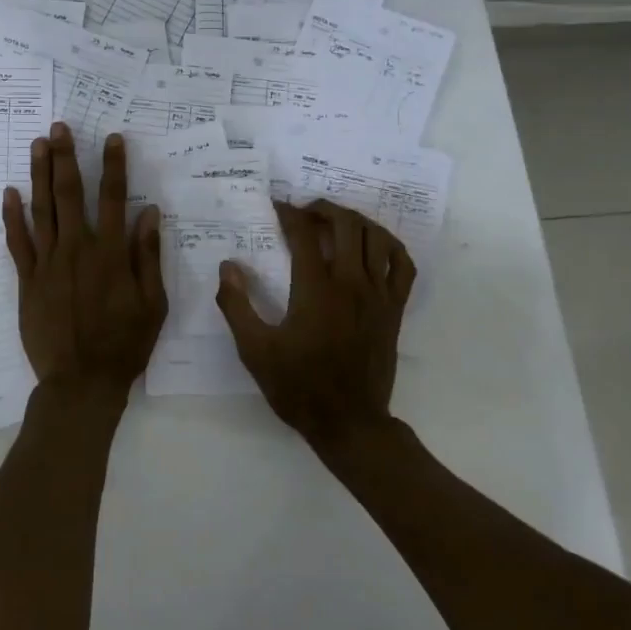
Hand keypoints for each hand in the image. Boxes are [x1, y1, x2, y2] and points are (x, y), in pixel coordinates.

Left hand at [3, 123, 166, 404]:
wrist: (82, 381)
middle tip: (59, 127)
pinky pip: (17, 242)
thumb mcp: (152, 303)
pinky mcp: (28, 280)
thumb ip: (148, 255)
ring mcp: (48, 263)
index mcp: (111, 253)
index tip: (112, 138)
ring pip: (42, 210)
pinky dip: (13, 216)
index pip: (114, 198)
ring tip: (37, 145)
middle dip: (66, 157)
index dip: (114, 166)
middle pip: (70, 194)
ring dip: (39, 175)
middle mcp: (78, 249)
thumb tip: (149, 212)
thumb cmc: (124, 343)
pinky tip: (10, 193)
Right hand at [214, 199, 416, 454]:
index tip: (276, 206)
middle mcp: (351, 284)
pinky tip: (374, 247)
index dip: (289, 213)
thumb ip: (237, 305)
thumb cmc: (297, 386)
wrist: (349, 423)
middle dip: (323, 209)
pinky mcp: (395, 309)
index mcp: (315, 290)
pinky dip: (390, 247)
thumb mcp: (255, 350)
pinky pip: (403, 265)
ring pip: (377, 238)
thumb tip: (228, 266)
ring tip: (337, 223)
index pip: (304, 234)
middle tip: (305, 212)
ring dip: (356, 221)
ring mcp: (379, 295)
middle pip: (346, 224)